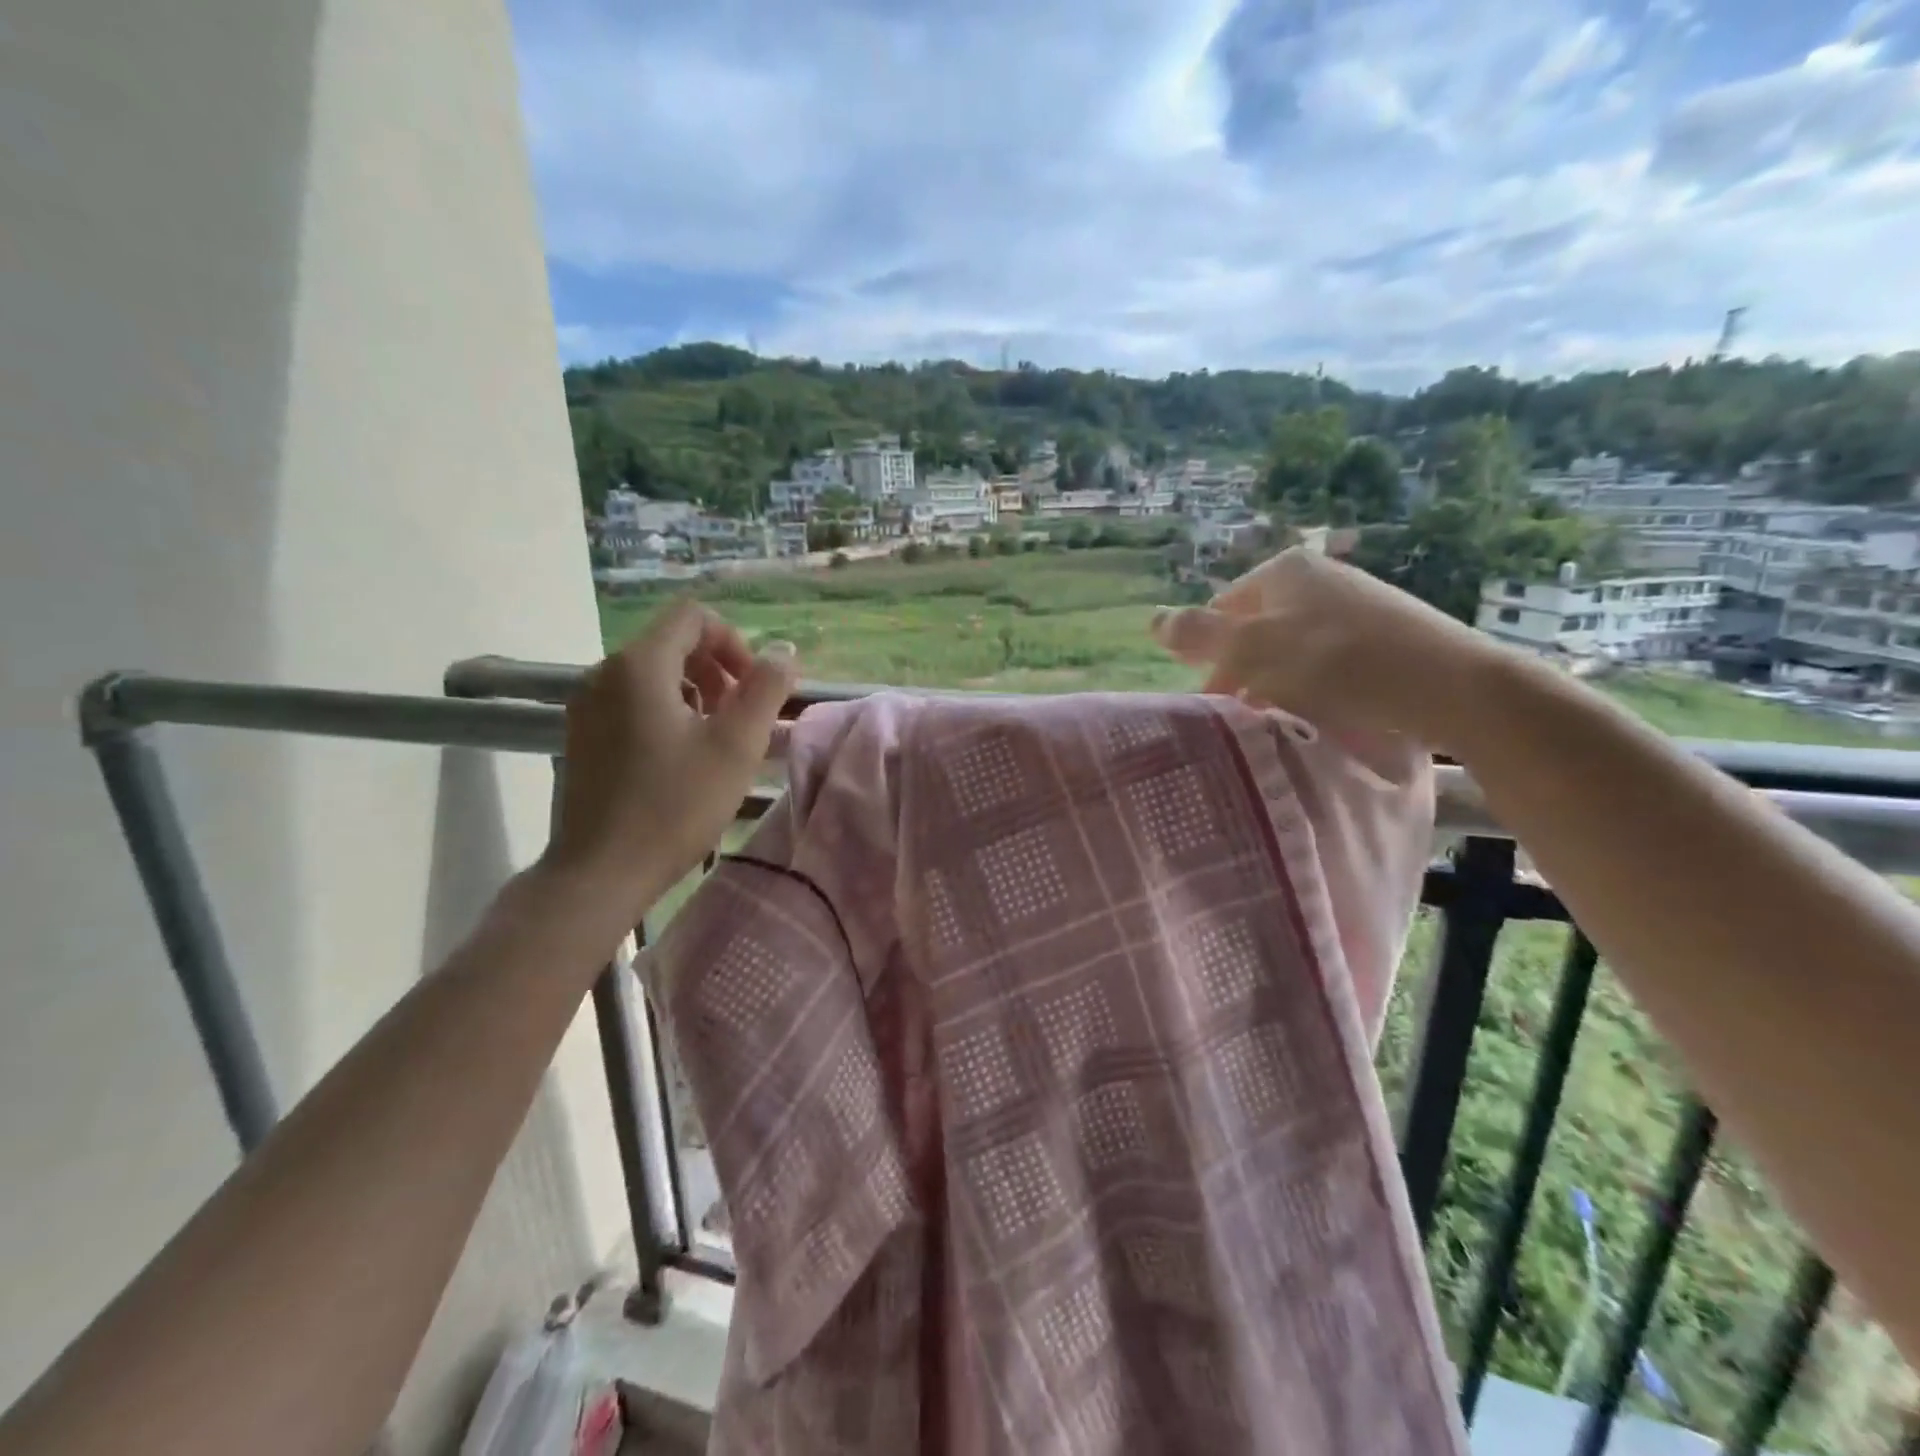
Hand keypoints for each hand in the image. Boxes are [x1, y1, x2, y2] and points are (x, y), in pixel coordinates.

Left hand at [542, 599, 796, 930]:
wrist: (599, 872)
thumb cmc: (674, 806)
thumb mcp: (735, 746)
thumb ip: (766, 688)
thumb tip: (784, 651)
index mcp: (639, 666)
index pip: (693, 616)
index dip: (734, 642)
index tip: (753, 689)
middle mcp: (604, 673)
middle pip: (673, 643)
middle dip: (718, 669)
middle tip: (742, 717)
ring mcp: (588, 706)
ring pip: (654, 674)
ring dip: (696, 692)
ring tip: (717, 739)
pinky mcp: (583, 735)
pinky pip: (633, 701)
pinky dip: (668, 711)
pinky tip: (683, 757)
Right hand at [1150, 548, 1502, 751]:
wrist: (1455, 686)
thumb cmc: (1340, 663)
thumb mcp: (1255, 648)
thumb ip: (1199, 635)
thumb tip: (1152, 619)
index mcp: (1285, 570)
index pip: (1220, 610)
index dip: (1207, 654)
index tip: (1210, 698)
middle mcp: (1319, 577)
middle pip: (1255, 629)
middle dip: (1240, 672)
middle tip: (1239, 715)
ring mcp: (1355, 604)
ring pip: (1289, 648)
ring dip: (1274, 683)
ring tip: (1278, 719)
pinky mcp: (1384, 635)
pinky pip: (1327, 660)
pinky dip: (1312, 685)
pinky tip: (1321, 713)